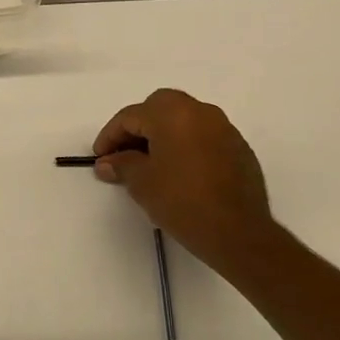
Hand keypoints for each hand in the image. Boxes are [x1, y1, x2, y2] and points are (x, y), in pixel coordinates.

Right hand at [91, 89, 282, 272]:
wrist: (238, 232)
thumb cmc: (182, 201)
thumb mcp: (141, 182)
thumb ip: (121, 165)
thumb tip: (107, 163)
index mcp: (172, 113)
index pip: (130, 116)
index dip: (110, 136)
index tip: (100, 157)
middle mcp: (200, 111)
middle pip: (159, 107)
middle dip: (138, 127)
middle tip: (124, 153)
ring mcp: (224, 128)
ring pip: (184, 119)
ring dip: (163, 134)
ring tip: (150, 162)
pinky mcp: (239, 148)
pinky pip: (203, 136)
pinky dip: (186, 144)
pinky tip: (179, 171)